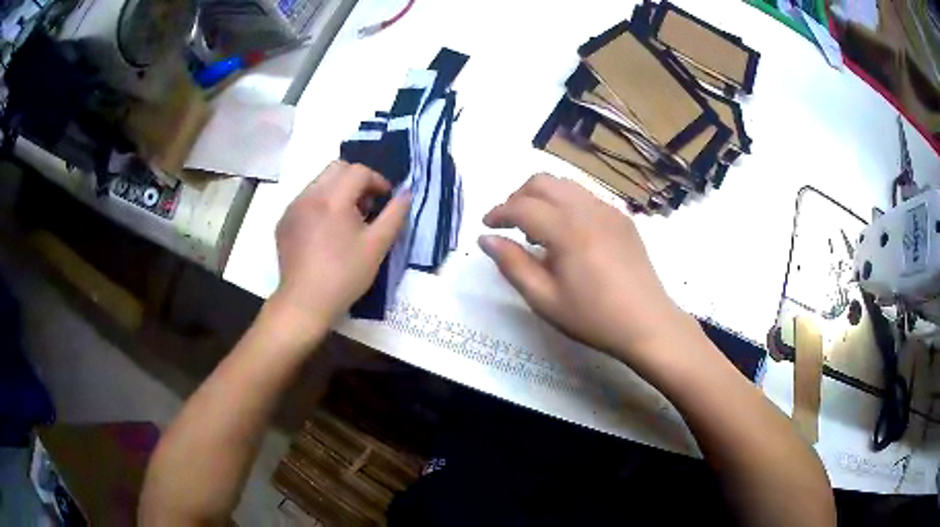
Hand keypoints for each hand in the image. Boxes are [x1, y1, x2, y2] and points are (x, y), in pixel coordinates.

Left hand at [272, 161, 408, 329]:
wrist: (305, 303)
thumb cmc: (344, 275)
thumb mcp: (377, 246)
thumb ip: (395, 215)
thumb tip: (406, 193)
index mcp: (332, 198)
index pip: (358, 171)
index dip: (377, 180)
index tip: (385, 199)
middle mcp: (309, 195)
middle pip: (336, 168)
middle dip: (356, 180)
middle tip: (366, 207)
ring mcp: (292, 208)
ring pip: (319, 182)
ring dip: (338, 191)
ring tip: (346, 221)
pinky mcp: (283, 222)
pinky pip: (305, 200)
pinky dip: (320, 205)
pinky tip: (325, 233)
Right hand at [479, 174, 688, 371]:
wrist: (648, 324)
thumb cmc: (593, 317)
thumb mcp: (544, 299)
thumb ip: (512, 264)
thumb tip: (486, 239)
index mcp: (567, 229)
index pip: (522, 206)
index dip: (499, 212)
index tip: (487, 227)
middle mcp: (588, 209)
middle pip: (543, 182)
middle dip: (519, 197)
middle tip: (510, 225)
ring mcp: (609, 210)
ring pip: (565, 185)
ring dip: (543, 197)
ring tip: (537, 229)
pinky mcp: (622, 218)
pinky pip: (586, 197)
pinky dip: (566, 204)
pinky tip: (568, 234)